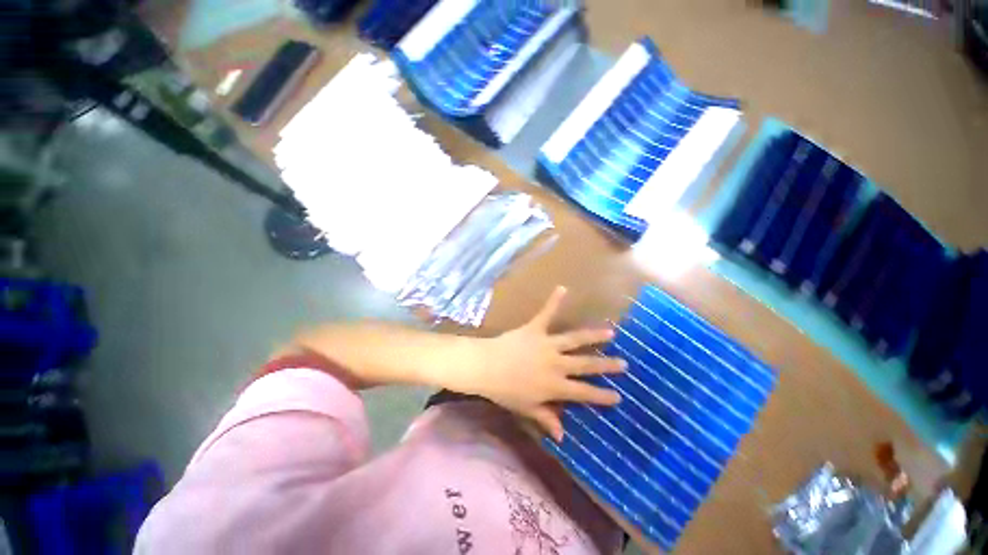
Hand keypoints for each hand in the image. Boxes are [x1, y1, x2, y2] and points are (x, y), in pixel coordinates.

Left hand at [454, 286, 625, 440]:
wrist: (486, 367)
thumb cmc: (505, 391)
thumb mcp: (526, 408)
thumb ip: (546, 419)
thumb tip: (562, 436)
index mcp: (554, 386)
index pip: (583, 393)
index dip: (602, 396)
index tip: (618, 396)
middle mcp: (556, 364)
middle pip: (585, 365)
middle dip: (606, 365)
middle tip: (623, 363)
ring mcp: (547, 344)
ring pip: (574, 339)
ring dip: (593, 336)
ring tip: (610, 332)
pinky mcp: (535, 328)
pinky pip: (546, 313)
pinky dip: (554, 301)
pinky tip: (563, 288)